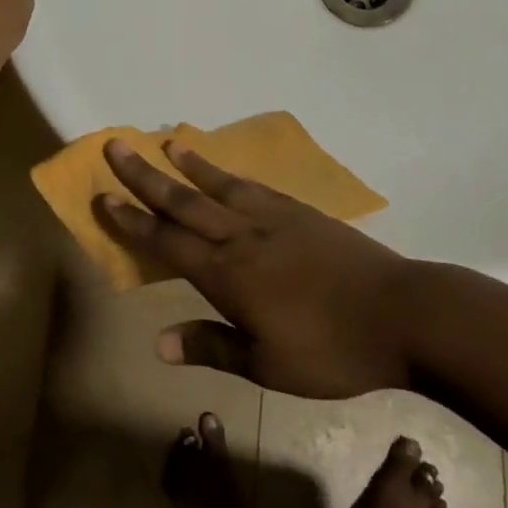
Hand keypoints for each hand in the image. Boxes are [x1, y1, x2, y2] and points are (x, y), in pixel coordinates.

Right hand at [97, 138, 422, 398]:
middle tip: (116, 145)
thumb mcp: (268, 365)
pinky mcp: (302, 213)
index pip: (167, 241)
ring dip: (189, 164)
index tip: (103, 196)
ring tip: (167, 142)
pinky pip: (256, 186)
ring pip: (219, 185)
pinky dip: (231, 174)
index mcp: (228, 275)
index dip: (131, 220)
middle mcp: (242, 236)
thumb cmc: (333, 350)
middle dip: (145, 175)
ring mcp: (275, 219)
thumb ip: (212, 347)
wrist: (404, 315)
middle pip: (184, 201)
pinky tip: (226, 171)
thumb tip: (157, 342)